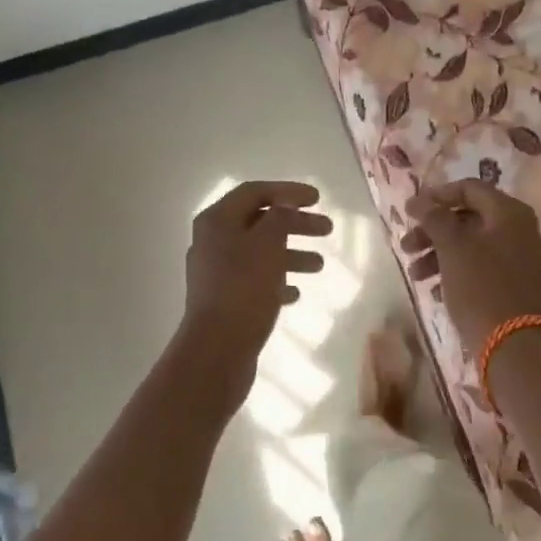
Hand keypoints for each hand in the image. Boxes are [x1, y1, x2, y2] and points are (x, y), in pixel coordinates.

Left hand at [179, 181, 331, 394]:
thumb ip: (279, 217)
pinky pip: (255, 280)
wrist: (217, 350)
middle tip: (328, 229)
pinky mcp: (224, 300)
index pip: (255, 192)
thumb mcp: (267, 244)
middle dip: (295, 224)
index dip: (287, 191)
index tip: (318, 198)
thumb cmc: (244, 288)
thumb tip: (284, 203)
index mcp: (217, 221)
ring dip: (291, 253)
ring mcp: (216, 273)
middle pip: (260, 222)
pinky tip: (297, 293)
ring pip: (260, 252)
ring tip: (320, 265)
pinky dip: (277, 280)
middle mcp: (212, 241)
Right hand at [401, 180, 540, 349]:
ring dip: (438, 253)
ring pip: (471, 244)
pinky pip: (480, 265)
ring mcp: (519, 258)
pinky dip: (455, 270)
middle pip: (468, 217)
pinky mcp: (514, 283)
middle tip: (406, 245)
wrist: (513, 345)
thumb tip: (418, 200)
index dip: (437, 195)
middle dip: (433, 230)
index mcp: (509, 212)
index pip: (469, 188)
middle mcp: (519, 229)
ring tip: (414, 274)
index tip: (410, 210)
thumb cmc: (480, 286)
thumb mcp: (452, 246)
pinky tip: (434, 288)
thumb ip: (434, 217)